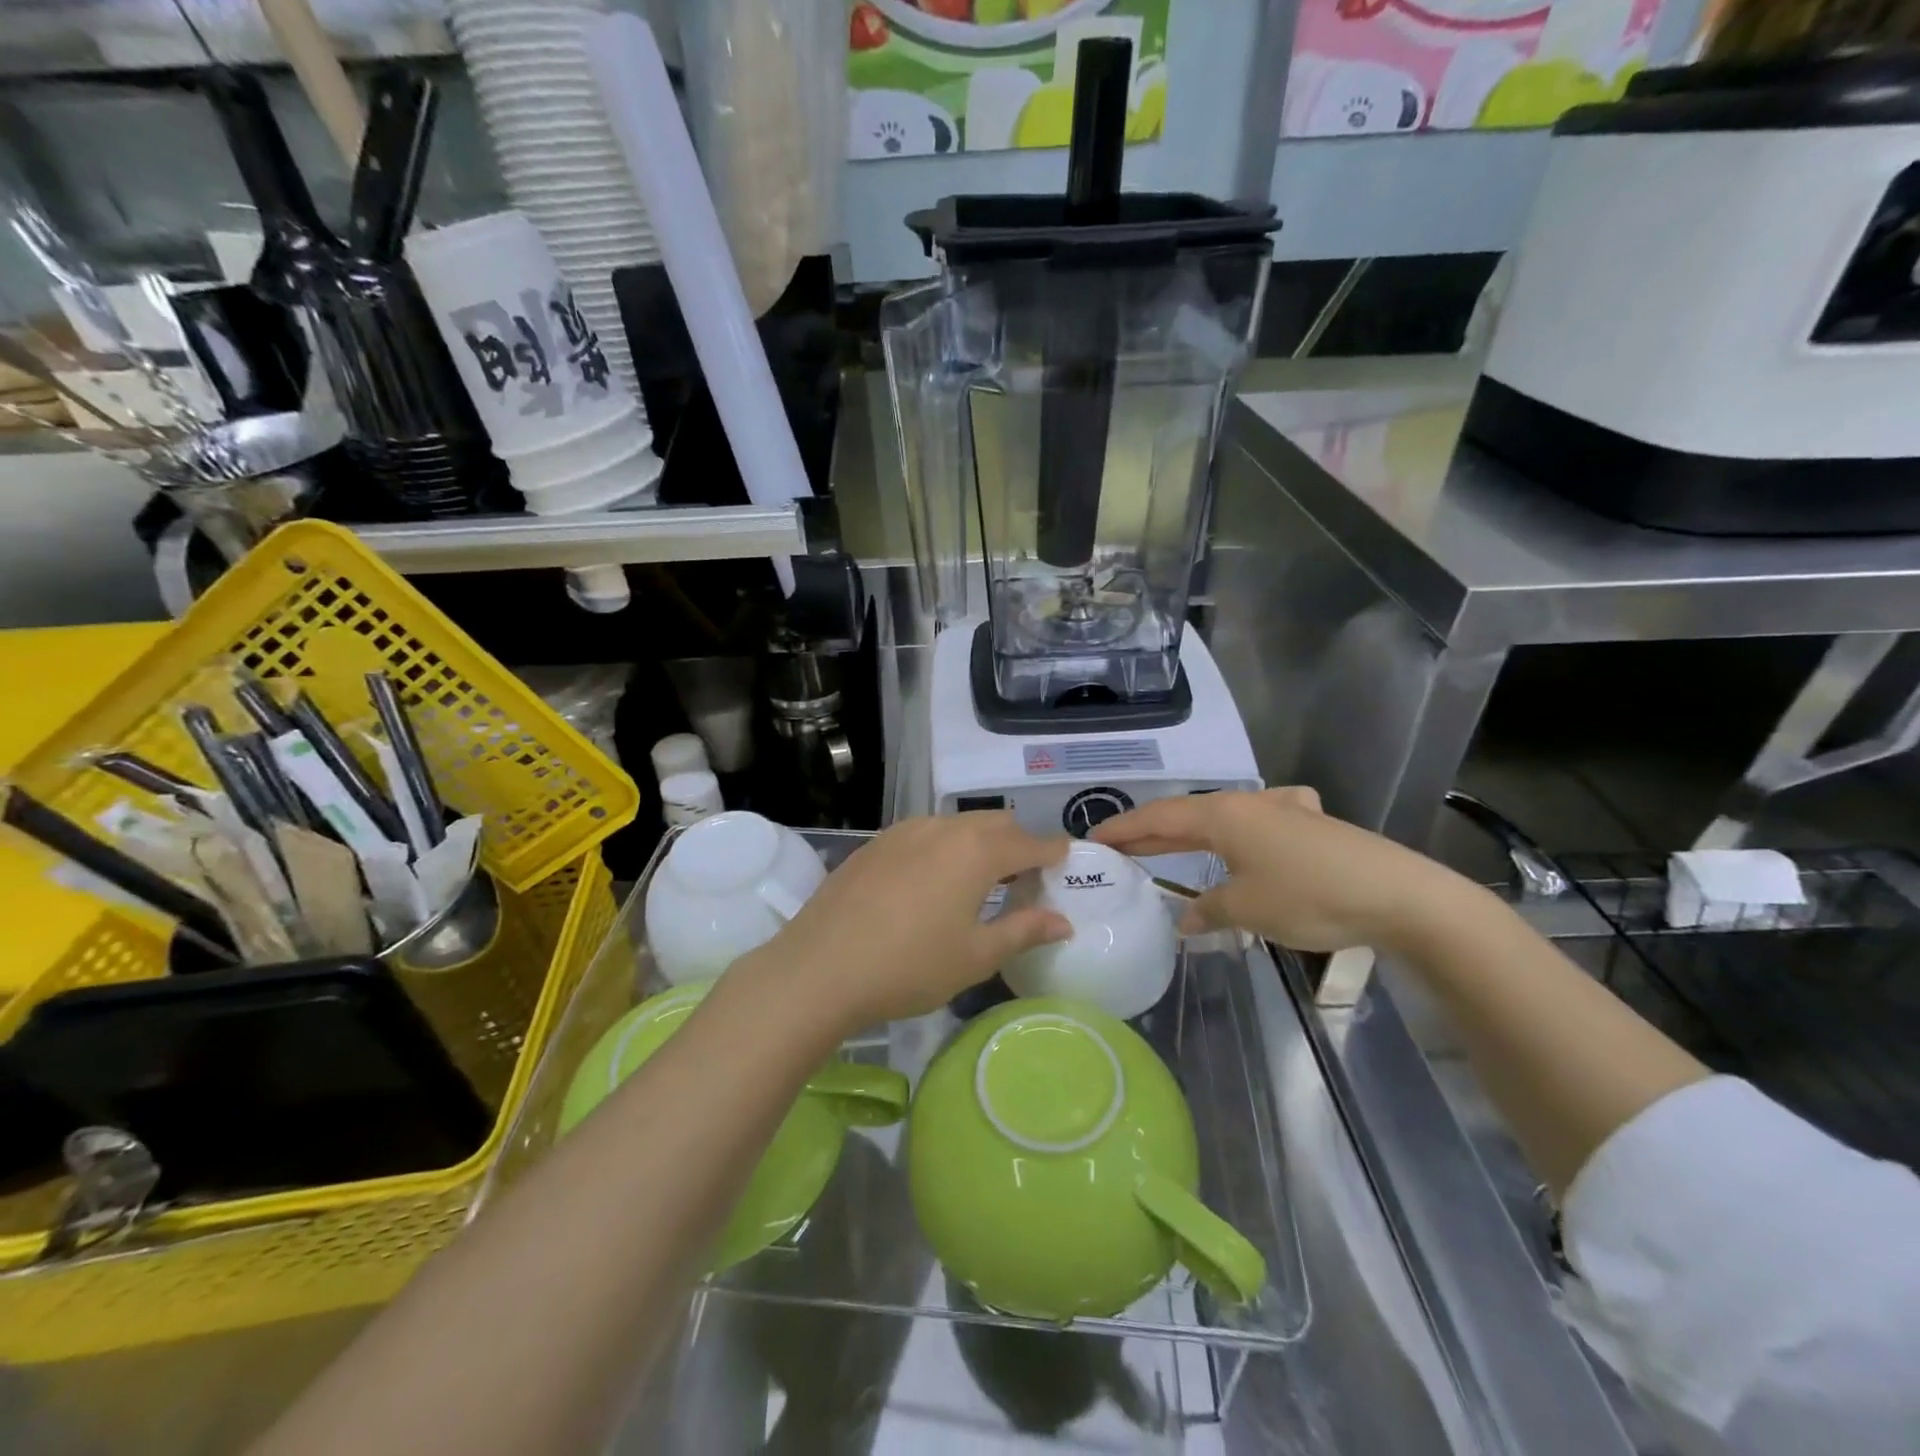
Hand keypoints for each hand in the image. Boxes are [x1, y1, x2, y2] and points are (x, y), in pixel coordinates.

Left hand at [754, 813, 1070, 1030]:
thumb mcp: (975, 956)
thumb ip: (1024, 931)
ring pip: (956, 825)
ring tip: (978, 881)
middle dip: (1017, 843)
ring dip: (978, 843)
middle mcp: (943, 828)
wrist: (820, 968)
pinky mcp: (875, 844)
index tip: (1066, 860)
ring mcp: (904, 831)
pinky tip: (931, 882)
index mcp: (976, 852)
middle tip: (1023, 879)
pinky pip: (923, 835)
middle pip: (994, 824)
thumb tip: (1063, 921)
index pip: (1030, 843)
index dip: (1053, 851)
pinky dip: (943, 848)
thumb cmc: (909, 967)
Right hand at [1091, 788, 1465, 952]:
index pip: (1157, 817)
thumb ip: (1208, 910)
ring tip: (1165, 850)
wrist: (1400, 895)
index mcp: (1223, 815)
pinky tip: (1248, 838)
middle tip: (1117, 849)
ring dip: (1189, 836)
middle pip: (1185, 815)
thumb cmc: (1310, 896)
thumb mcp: (1247, 908)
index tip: (1092, 839)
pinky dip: (1233, 836)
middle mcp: (1247, 803)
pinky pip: (1255, 824)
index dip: (1122, 829)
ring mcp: (1281, 809)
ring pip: (1219, 820)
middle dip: (1150, 833)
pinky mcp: (1309, 824)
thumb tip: (1185, 919)